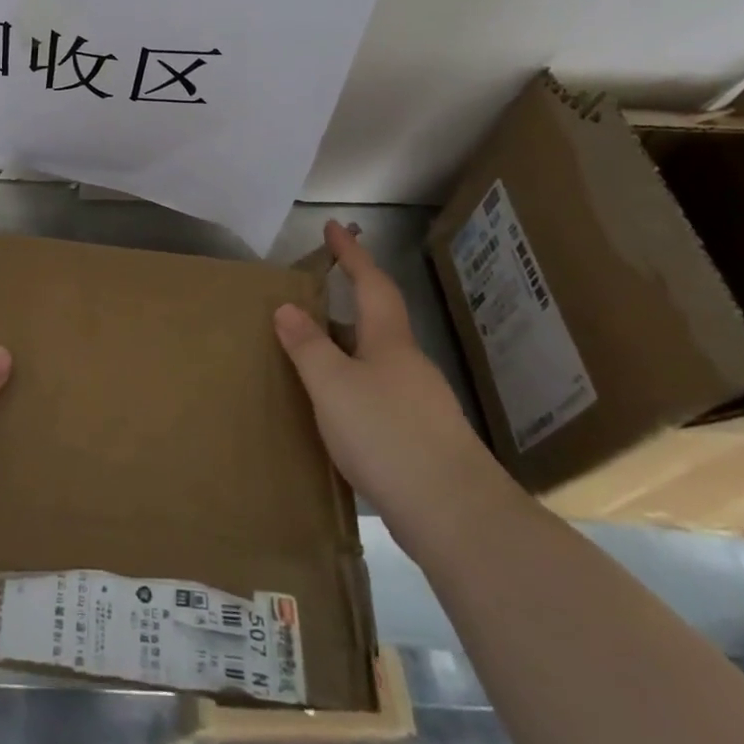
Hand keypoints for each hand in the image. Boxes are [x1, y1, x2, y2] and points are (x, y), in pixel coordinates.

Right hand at [274, 221, 511, 555]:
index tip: (336, 227)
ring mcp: (421, 405)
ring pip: (376, 365)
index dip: (352, 254)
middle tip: (306, 304)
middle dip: (344, 308)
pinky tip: (335, 415)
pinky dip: (353, 392)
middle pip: (376, 325)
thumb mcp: (332, 384)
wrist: (456, 516)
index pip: (372, 284)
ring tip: (309, 361)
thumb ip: (308, 346)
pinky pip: (379, 400)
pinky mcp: (422, 442)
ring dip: (345, 354)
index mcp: (389, 343)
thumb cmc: (387, 434)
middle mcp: (409, 366)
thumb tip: (287, 307)